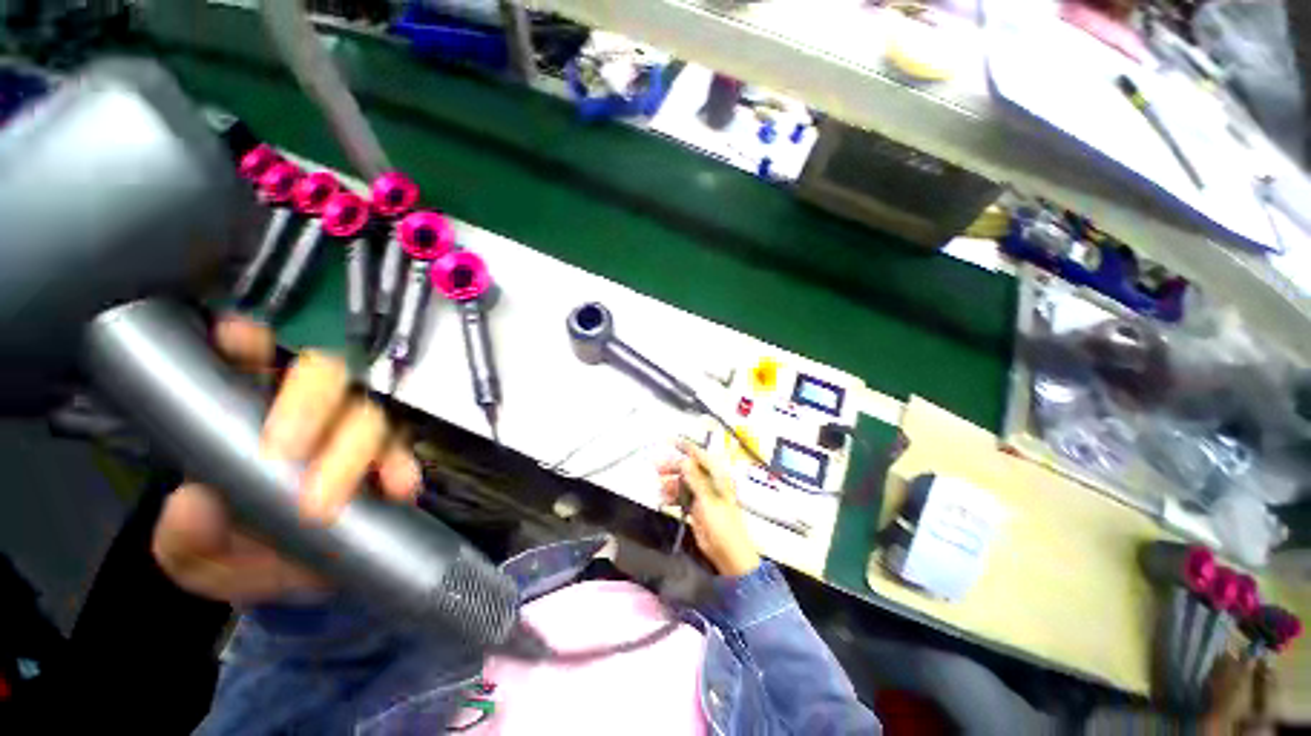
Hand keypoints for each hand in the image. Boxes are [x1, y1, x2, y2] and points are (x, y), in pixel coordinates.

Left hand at [151, 315, 421, 604]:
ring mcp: (356, 435)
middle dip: (308, 404)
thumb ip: (184, 534)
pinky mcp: (392, 460)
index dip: (246, 344)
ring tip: (330, 498)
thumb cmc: (240, 551)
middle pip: (324, 378)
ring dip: (354, 447)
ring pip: (368, 414)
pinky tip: (397, 486)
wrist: (298, 577)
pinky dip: (402, 466)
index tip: (237, 341)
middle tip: (286, 452)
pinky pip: (404, 453)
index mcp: (249, 414)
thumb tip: (194, 504)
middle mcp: (310, 413)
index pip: (249, 361)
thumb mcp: (193, 552)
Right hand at [657, 440, 759, 576]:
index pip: (699, 455)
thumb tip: (685, 460)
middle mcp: (710, 482)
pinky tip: (663, 500)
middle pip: (688, 468)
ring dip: (670, 483)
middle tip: (656, 467)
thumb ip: (695, 479)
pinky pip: (681, 496)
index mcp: (718, 476)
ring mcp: (703, 495)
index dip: (684, 447)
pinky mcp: (696, 508)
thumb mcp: (708, 499)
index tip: (667, 441)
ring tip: (659, 487)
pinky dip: (672, 496)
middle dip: (672, 466)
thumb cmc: (723, 525)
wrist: (728, 554)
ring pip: (683, 482)